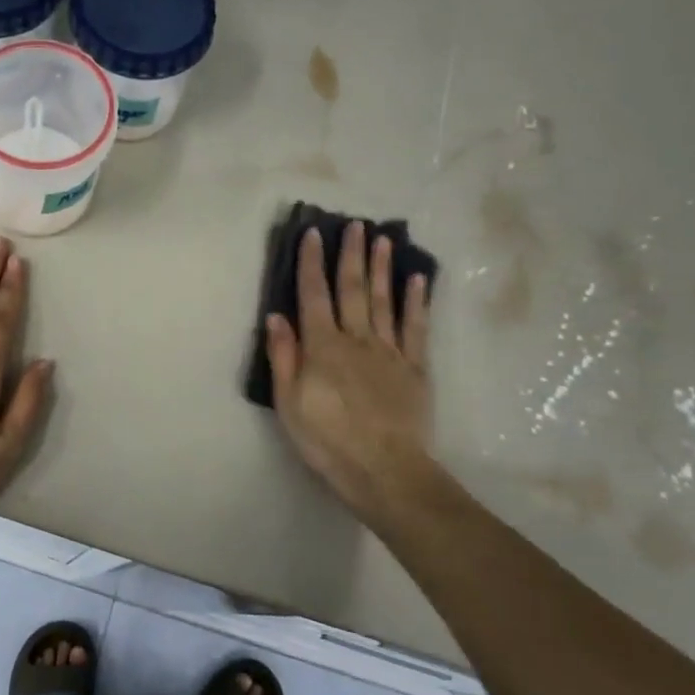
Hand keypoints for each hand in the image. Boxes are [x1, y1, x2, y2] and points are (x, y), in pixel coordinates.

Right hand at [265, 222, 437, 527]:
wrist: (384, 470)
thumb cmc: (327, 440)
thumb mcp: (289, 403)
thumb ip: (283, 357)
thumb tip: (277, 316)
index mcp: (323, 347)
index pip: (313, 296)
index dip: (311, 263)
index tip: (313, 233)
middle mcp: (357, 339)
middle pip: (353, 290)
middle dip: (351, 255)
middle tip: (354, 224)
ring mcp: (390, 352)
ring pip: (384, 301)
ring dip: (382, 268)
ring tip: (382, 239)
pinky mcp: (415, 368)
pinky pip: (416, 328)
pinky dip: (416, 302)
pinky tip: (417, 280)